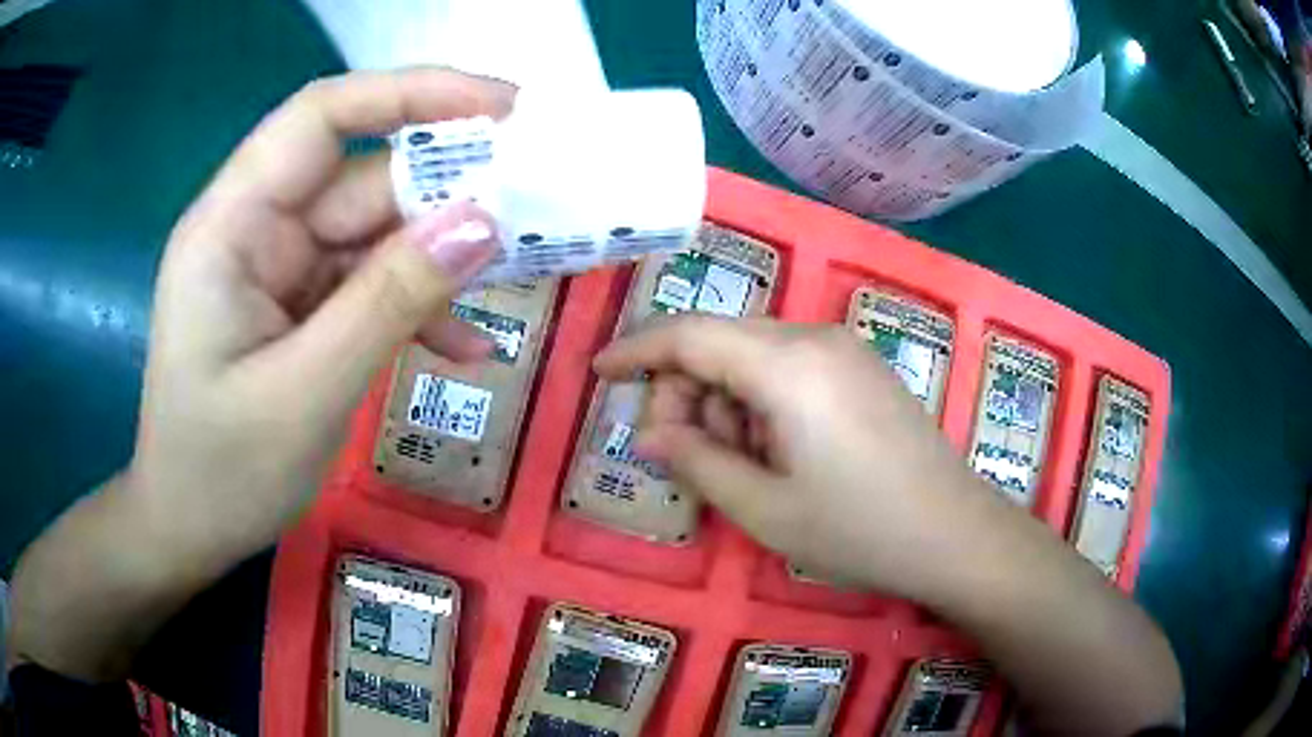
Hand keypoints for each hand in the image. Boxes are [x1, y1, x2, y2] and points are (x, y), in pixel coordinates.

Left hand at [129, 68, 511, 561]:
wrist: (189, 530)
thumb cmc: (222, 473)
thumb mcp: (307, 394)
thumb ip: (390, 301)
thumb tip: (486, 222)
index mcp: (231, 226)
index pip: (321, 117)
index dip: (411, 93)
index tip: (502, 108)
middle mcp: (256, 229)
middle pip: (360, 178)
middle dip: (446, 191)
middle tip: (538, 208)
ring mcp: (279, 269)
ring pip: (375, 235)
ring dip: (441, 259)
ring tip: (517, 281)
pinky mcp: (299, 307)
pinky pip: (368, 287)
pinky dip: (416, 310)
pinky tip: (463, 351)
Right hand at [594, 316, 995, 597]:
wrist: (954, 534)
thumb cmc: (858, 530)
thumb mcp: (764, 508)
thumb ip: (697, 461)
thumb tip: (652, 433)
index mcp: (787, 365)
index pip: (689, 334)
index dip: (636, 349)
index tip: (600, 374)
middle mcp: (815, 338)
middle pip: (721, 343)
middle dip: (685, 392)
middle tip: (680, 456)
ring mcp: (845, 349)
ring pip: (753, 356)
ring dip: (725, 402)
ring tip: (739, 466)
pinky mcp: (861, 368)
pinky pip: (789, 367)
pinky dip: (761, 401)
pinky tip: (776, 451)